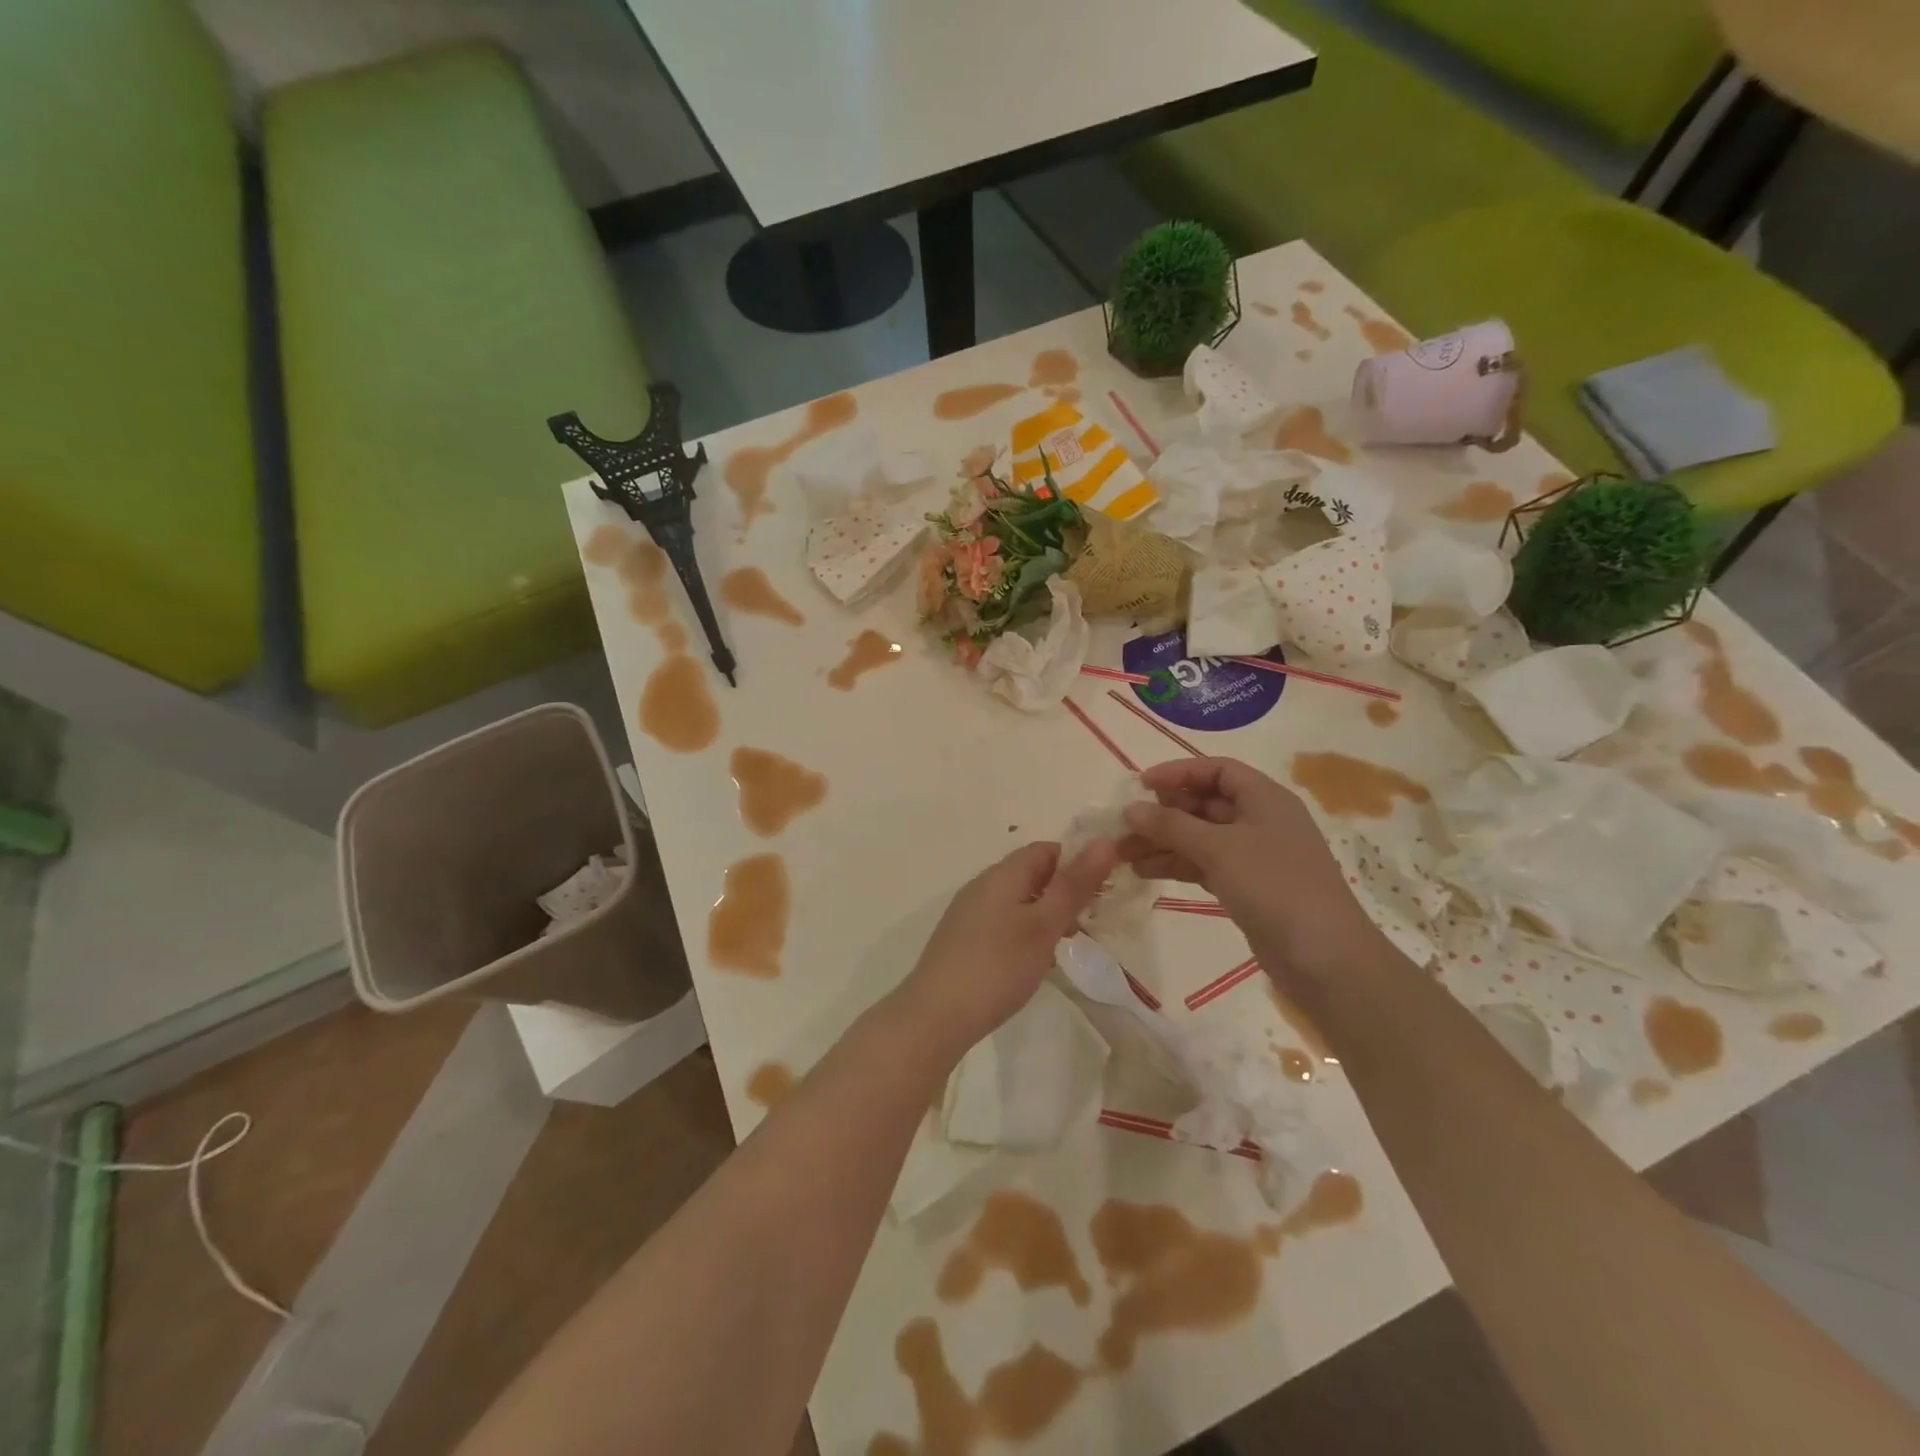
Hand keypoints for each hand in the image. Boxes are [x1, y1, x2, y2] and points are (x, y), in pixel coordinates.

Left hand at [897, 839, 1117, 1056]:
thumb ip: (1074, 885)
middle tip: (1088, 921)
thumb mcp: (1044, 925)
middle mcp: (982, 886)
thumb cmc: (998, 966)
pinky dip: (1023, 933)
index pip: (1045, 849)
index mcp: (1001, 874)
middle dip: (1062, 891)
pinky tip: (1032, 962)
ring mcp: (968, 913)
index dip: (1076, 861)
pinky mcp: (961, 940)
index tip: (1102, 889)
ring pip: (1016, 901)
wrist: (935, 1016)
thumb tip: (1104, 842)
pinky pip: (1001, 923)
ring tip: (1064, 945)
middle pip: (1030, 874)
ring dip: (1044, 915)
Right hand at [1120, 757, 1387, 985]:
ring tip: (1123, 854)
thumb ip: (1171, 825)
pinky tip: (1144, 871)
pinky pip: (1204, 864)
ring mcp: (1254, 856)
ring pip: (1200, 837)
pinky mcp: (1247, 886)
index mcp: (1264, 798)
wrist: (1324, 957)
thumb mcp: (1218, 848)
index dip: (1178, 772)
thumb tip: (1131, 809)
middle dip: (1163, 813)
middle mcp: (1260, 820)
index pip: (1216, 770)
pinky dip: (1177, 865)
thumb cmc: (1274, 886)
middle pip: (1204, 804)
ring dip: (1164, 842)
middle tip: (1124, 826)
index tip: (1139, 785)